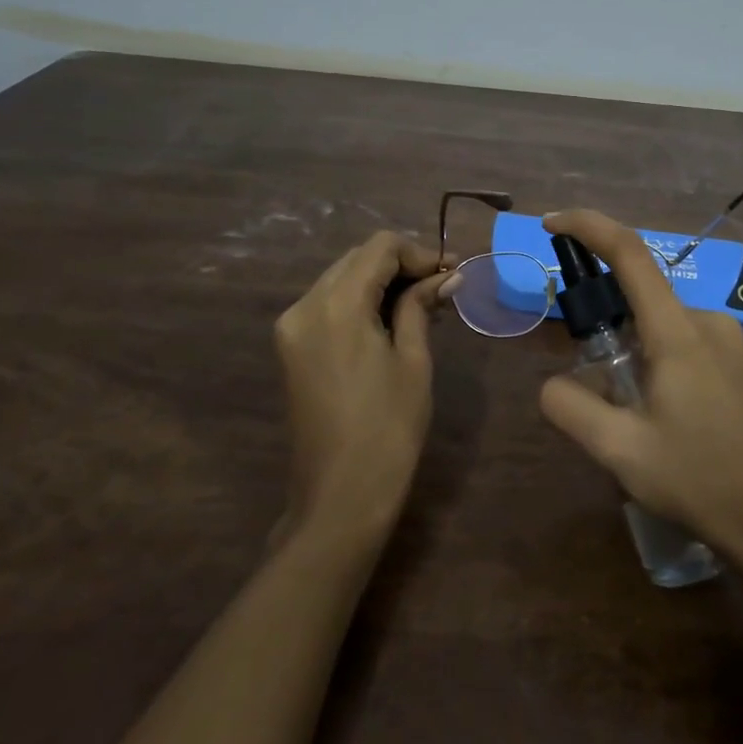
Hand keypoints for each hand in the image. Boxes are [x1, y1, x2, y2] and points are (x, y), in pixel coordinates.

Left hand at [273, 232, 446, 549]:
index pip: (379, 248)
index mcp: (335, 304)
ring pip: (341, 278)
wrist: (340, 496)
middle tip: (442, 286)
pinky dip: (360, 301)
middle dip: (400, 265)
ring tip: (423, 303)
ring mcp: (292, 327)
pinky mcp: (291, 347)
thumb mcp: (413, 360)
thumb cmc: (388, 428)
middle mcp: (304, 305)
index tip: (451, 274)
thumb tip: (446, 276)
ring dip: (381, 282)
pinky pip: (328, 304)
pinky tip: (391, 319)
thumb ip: (421, 306)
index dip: (419, 252)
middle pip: (357, 259)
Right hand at [537, 209, 742, 564]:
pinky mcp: (737, 365)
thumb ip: (571, 408)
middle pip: (639, 295)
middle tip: (583, 373)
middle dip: (601, 318)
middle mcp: (706, 322)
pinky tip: (654, 417)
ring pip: (658, 325)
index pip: (629, 254)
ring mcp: (727, 343)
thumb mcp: (620, 451)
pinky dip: (651, 361)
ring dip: (627, 350)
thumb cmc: (701, 480)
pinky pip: (680, 344)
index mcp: (678, 331)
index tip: (552, 223)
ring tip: (622, 414)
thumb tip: (551, 385)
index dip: (588, 226)